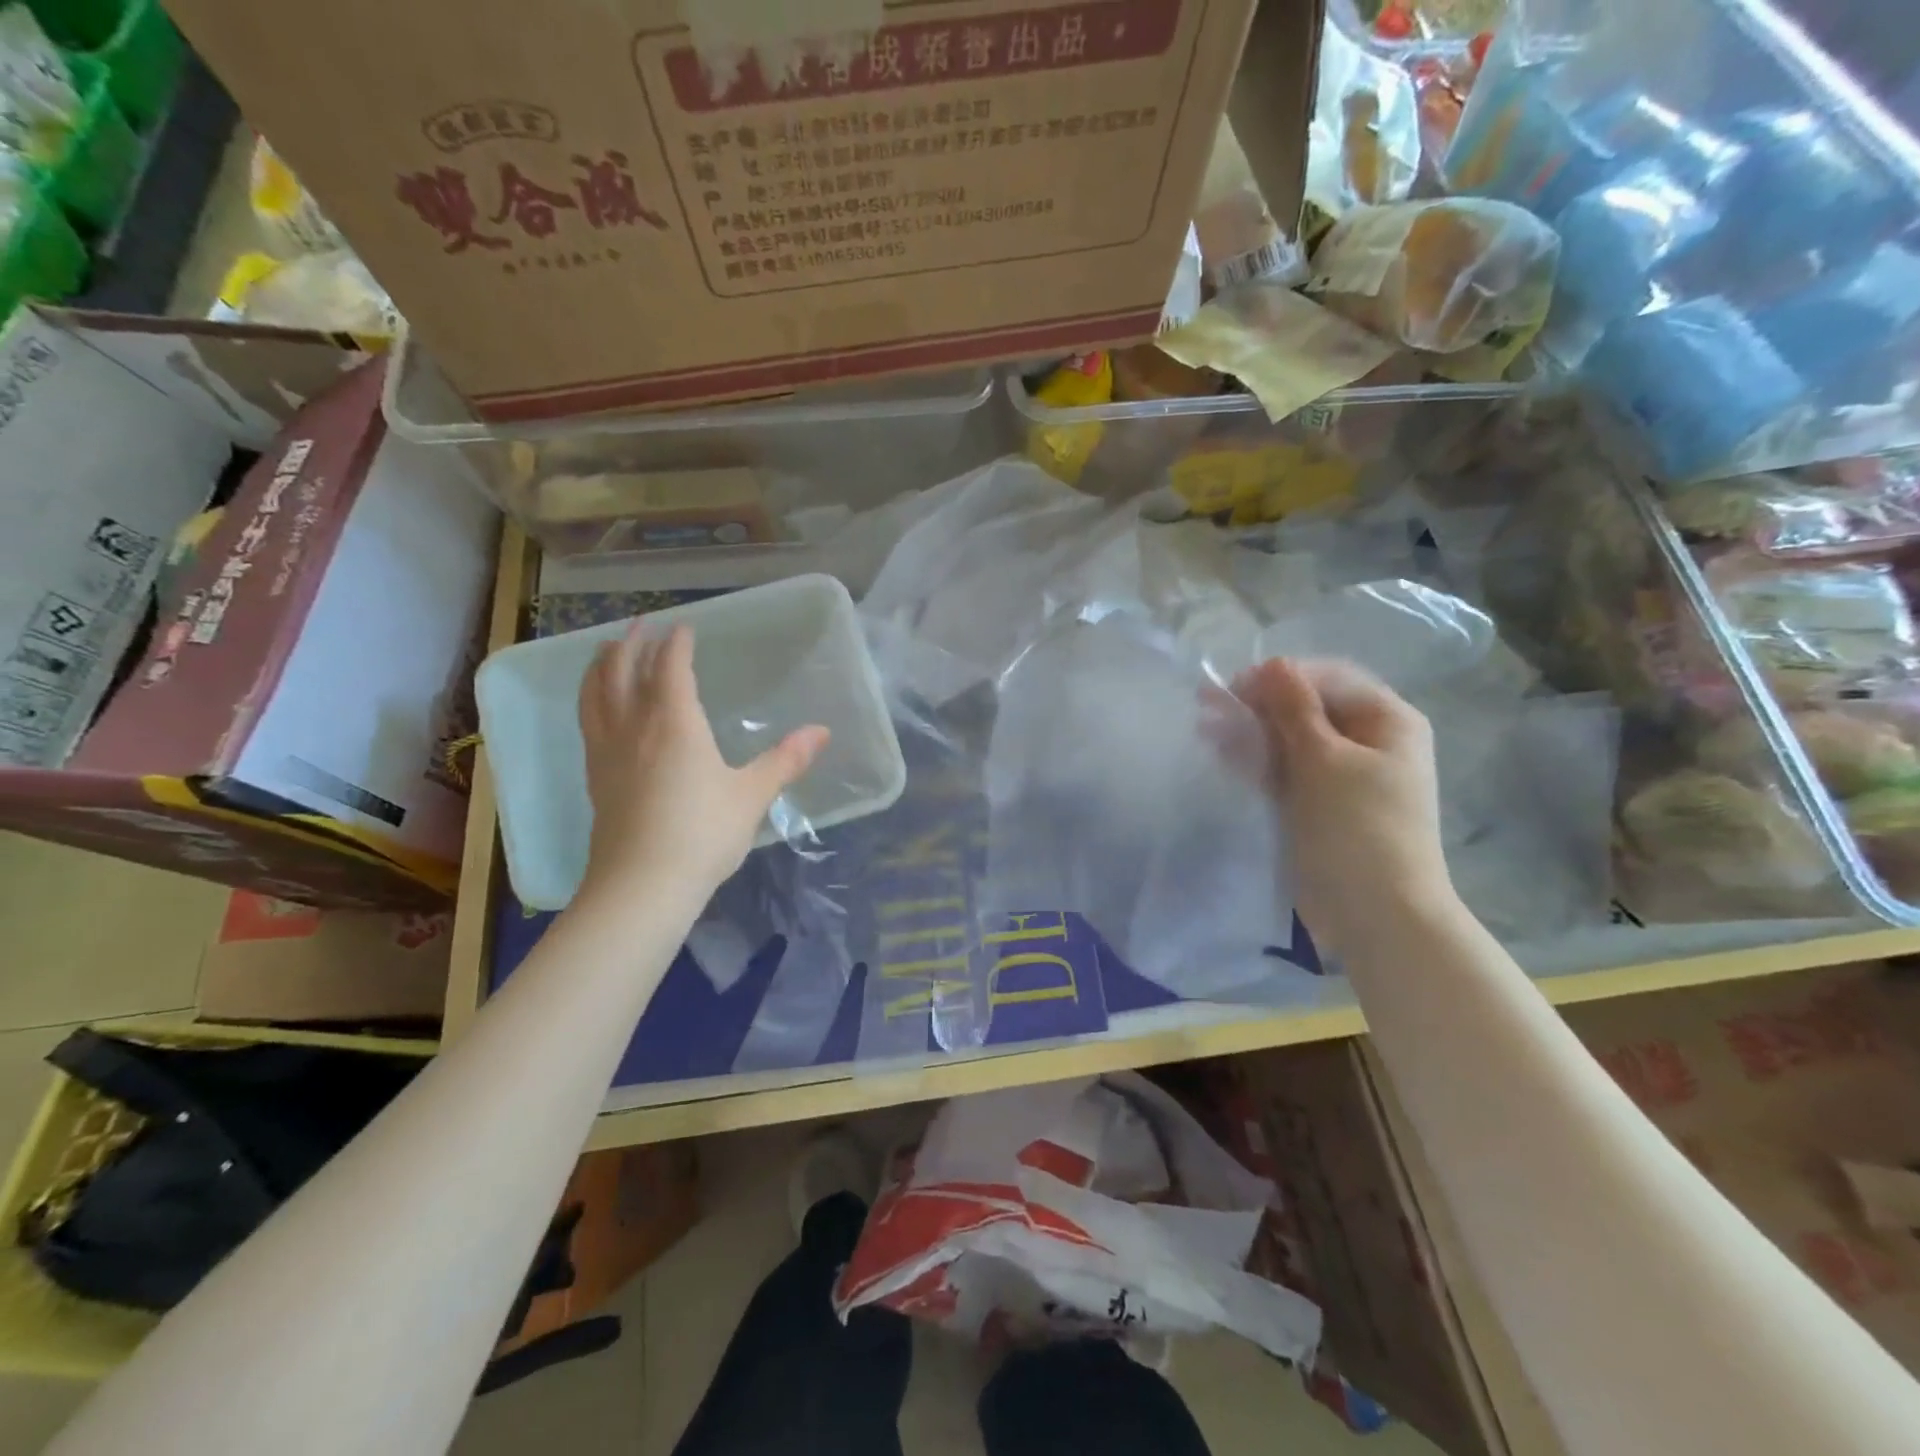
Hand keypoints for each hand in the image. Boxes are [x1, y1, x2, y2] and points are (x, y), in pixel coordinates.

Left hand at [576, 622, 828, 904]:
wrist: (641, 886)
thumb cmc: (702, 834)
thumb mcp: (752, 796)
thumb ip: (785, 760)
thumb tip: (822, 731)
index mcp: (674, 723)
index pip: (670, 667)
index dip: (677, 643)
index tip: (685, 627)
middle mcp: (634, 727)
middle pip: (622, 670)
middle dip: (633, 643)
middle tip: (642, 625)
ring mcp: (607, 751)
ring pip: (595, 693)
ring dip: (602, 665)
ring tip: (609, 651)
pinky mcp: (595, 777)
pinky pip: (588, 721)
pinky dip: (591, 698)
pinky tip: (600, 708)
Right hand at [1235, 657, 1453, 950]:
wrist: (1377, 914)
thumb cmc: (1357, 828)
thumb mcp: (1324, 760)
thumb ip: (1294, 708)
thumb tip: (1271, 663)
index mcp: (1387, 720)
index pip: (1326, 678)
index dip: (1279, 678)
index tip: (1231, 690)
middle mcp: (1368, 740)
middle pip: (1307, 707)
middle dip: (1258, 705)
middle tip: (1206, 709)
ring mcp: (1344, 774)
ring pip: (1291, 739)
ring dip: (1251, 732)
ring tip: (1206, 733)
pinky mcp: (1320, 803)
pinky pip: (1287, 769)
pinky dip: (1258, 761)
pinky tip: (1224, 756)